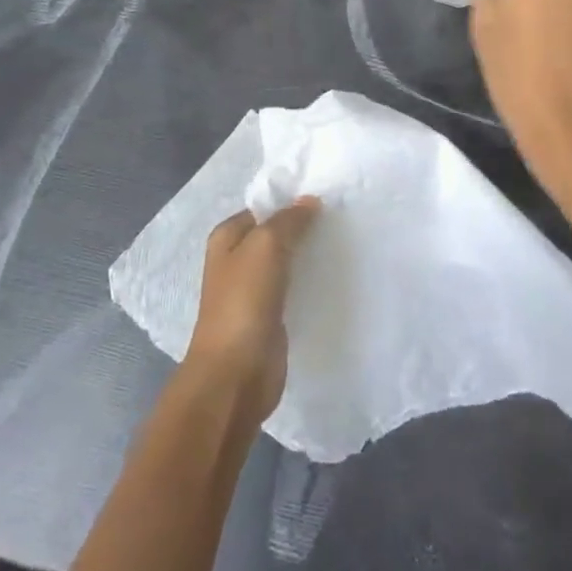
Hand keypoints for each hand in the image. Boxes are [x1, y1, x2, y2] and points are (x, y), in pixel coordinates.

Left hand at [183, 198, 320, 425]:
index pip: (264, 208)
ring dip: (309, 254)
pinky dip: (310, 281)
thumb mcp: (265, 246)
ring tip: (344, 241)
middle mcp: (238, 260)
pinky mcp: (271, 316)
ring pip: (287, 261)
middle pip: (276, 234)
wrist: (236, 374)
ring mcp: (254, 290)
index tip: (327, 196)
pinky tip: (335, 276)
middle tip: (340, 218)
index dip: (291, 201)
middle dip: (304, 227)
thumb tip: (310, 200)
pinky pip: (294, 288)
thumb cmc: (244, 301)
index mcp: (227, 237)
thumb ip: (288, 220)